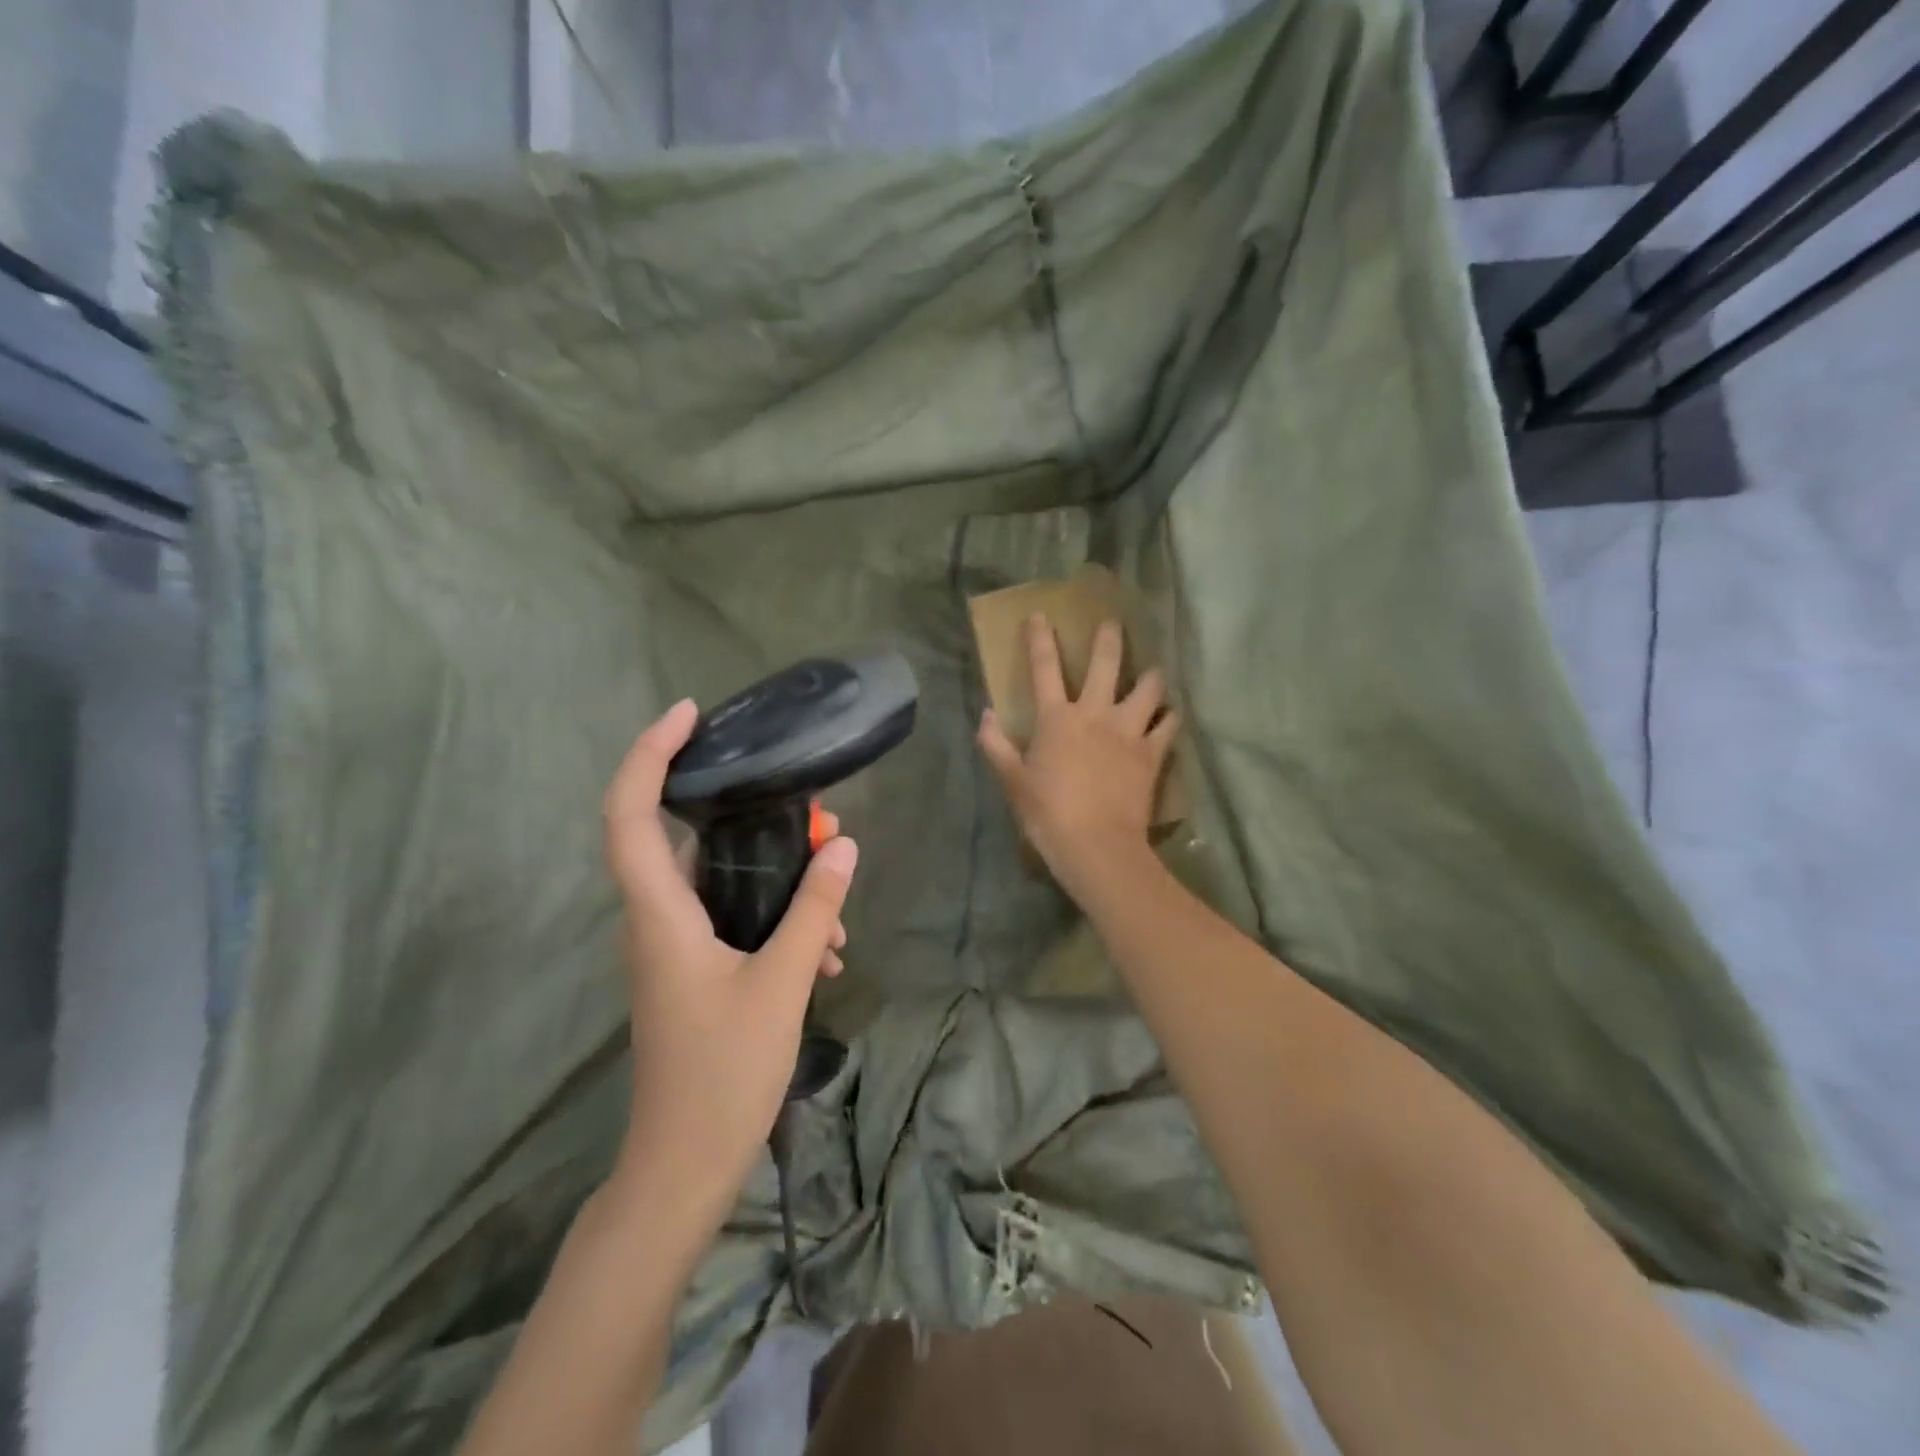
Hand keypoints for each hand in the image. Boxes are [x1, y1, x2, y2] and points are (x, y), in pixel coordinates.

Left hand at [602, 700, 857, 1228]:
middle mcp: (656, 920)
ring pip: (720, 883)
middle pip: (685, 838)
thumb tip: (842, 844)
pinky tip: (824, 950)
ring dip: (776, 878)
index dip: (650, 754)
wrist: (685, 1166)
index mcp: (660, 913)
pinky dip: (775, 918)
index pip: (631, 813)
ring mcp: (674, 948)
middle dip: (748, 816)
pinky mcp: (693, 971)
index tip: (690, 715)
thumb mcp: (782, 983)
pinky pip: (733, 919)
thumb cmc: (724, 1073)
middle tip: (808, 814)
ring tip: (833, 899)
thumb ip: (812, 909)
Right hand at [977, 614, 1178, 899]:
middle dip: (1109, 638)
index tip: (1039, 614)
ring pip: (1148, 689)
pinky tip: (1169, 715)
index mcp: (1057, 718)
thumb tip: (985, 715)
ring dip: (1150, 676)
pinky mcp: (1152, 753)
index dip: (1039, 638)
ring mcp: (1128, 731)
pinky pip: (1168, 726)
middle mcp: (1095, 713)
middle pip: (1105, 663)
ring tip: (1152, 672)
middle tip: (1113, 623)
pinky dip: (1169, 718)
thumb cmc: (1048, 813)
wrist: (1096, 845)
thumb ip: (996, 744)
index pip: (1044, 667)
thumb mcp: (1012, 781)